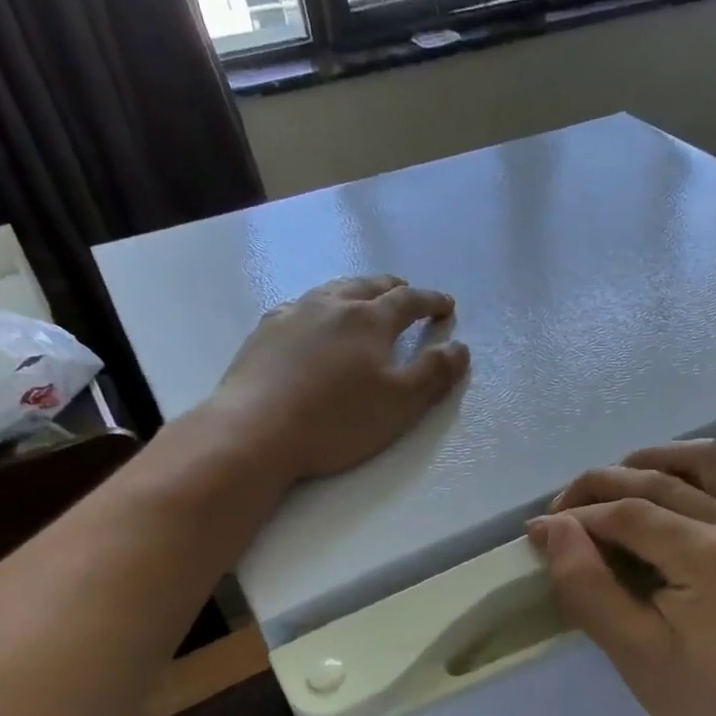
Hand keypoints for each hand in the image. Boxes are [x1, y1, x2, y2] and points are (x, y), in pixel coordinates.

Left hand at [208, 274, 468, 483]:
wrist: (256, 430)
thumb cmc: (338, 420)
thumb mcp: (401, 404)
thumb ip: (434, 373)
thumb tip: (459, 347)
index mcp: (370, 320)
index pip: (409, 301)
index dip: (431, 301)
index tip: (446, 305)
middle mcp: (332, 305)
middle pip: (369, 286)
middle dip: (393, 288)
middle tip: (407, 292)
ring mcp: (293, 314)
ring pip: (332, 290)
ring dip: (355, 290)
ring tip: (362, 298)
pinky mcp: (264, 332)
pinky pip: (299, 306)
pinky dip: (319, 307)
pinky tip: (311, 319)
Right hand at [527, 442, 715, 715]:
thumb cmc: (698, 701)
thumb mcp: (631, 650)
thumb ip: (587, 584)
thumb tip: (552, 528)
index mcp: (715, 559)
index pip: (631, 514)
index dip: (578, 516)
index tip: (537, 530)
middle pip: (661, 479)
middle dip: (602, 486)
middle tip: (560, 509)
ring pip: (704, 461)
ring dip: (650, 462)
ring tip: (609, 487)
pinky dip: (691, 473)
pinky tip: (661, 493)